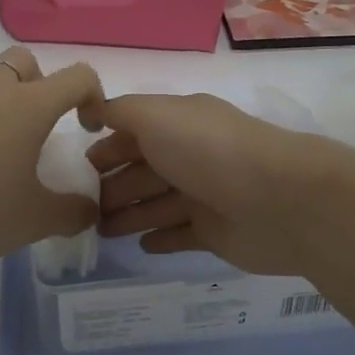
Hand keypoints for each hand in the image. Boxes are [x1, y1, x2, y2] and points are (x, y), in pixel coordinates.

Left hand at [0, 47, 105, 272]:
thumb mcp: (33, 220)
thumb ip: (71, 213)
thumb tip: (88, 210)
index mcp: (28, 106)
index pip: (77, 76)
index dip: (93, 95)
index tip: (85, 128)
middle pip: (24, 60)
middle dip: (40, 84)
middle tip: (38, 129)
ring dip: (0, 109)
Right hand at [88, 92, 354, 275]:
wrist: (280, 200)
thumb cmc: (210, 152)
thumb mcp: (157, 116)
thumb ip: (121, 111)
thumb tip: (92, 109)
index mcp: (179, 123)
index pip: (133, 133)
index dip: (105, 148)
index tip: (73, 169)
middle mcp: (191, 155)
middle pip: (143, 171)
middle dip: (111, 186)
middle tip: (77, 209)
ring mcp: (205, 195)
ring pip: (156, 204)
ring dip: (128, 215)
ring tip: (96, 231)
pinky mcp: (217, 232)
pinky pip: (181, 234)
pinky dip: (160, 238)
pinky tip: (140, 245)